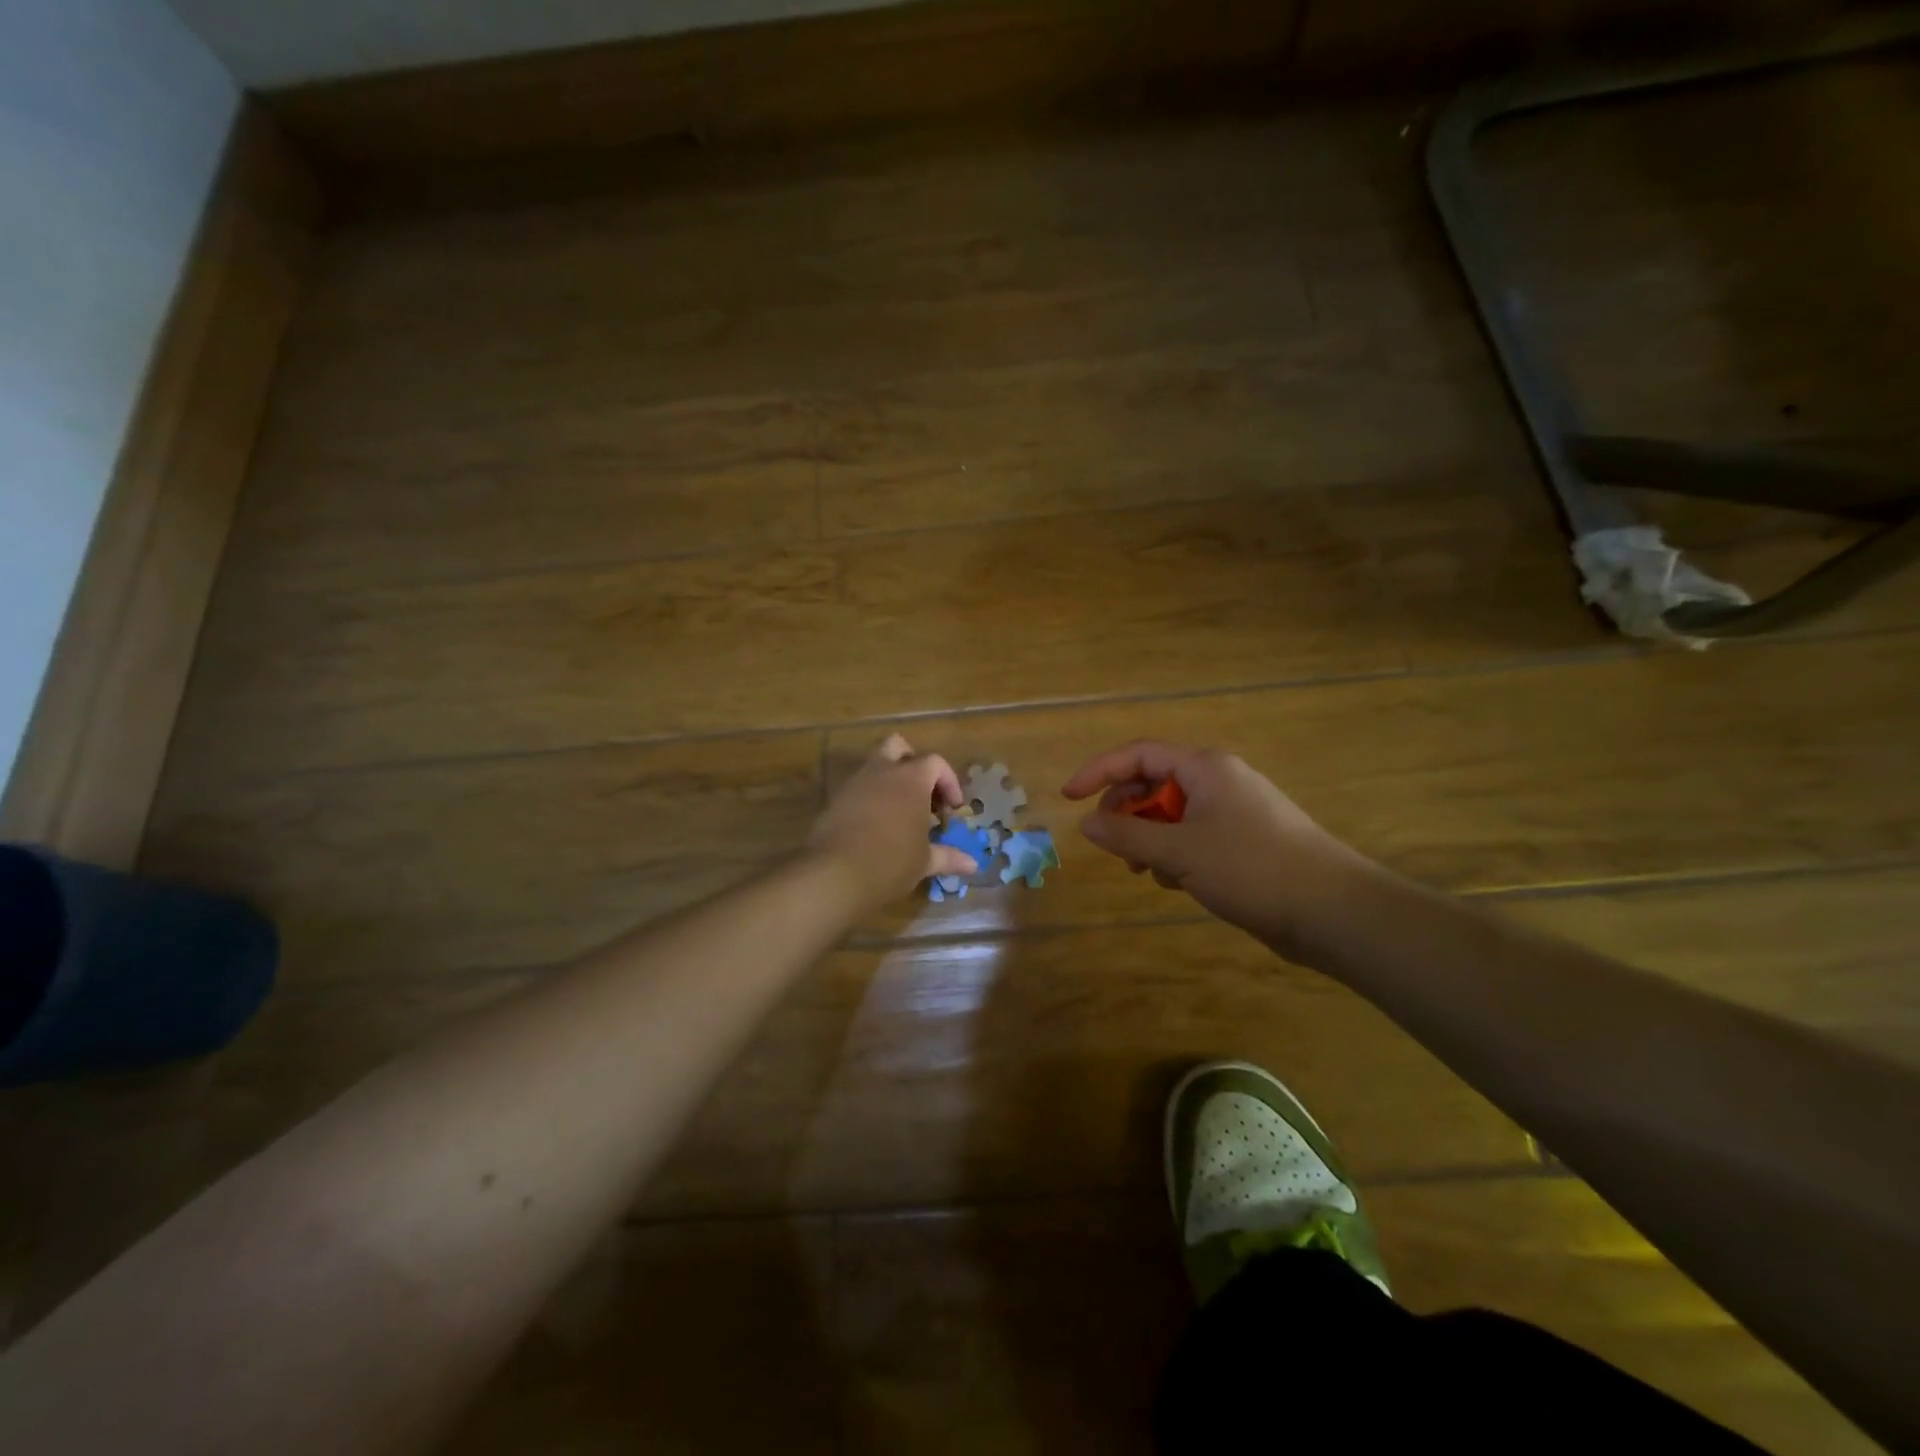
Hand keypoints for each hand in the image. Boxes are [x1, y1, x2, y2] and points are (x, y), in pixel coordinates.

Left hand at [808, 735, 976, 911]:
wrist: (836, 873)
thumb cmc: (891, 862)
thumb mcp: (924, 861)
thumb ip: (948, 857)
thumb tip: (973, 865)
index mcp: (911, 779)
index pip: (935, 763)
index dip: (948, 782)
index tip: (952, 809)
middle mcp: (883, 771)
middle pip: (899, 747)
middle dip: (912, 764)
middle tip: (922, 794)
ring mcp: (855, 783)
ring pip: (874, 765)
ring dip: (889, 780)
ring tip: (899, 812)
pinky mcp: (835, 799)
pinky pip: (857, 787)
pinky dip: (869, 798)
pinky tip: (875, 825)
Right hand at [1063, 741, 1370, 954]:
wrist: (1334, 912)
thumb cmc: (1251, 869)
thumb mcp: (1179, 851)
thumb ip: (1127, 835)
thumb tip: (1085, 823)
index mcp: (1204, 767)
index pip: (1137, 754)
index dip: (1098, 772)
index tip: (1068, 799)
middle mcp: (1219, 780)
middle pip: (1154, 783)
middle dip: (1126, 812)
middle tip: (1114, 846)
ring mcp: (1235, 810)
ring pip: (1173, 813)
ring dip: (1150, 837)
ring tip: (1147, 871)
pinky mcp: (1246, 841)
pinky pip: (1195, 835)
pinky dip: (1177, 852)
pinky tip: (1179, 882)